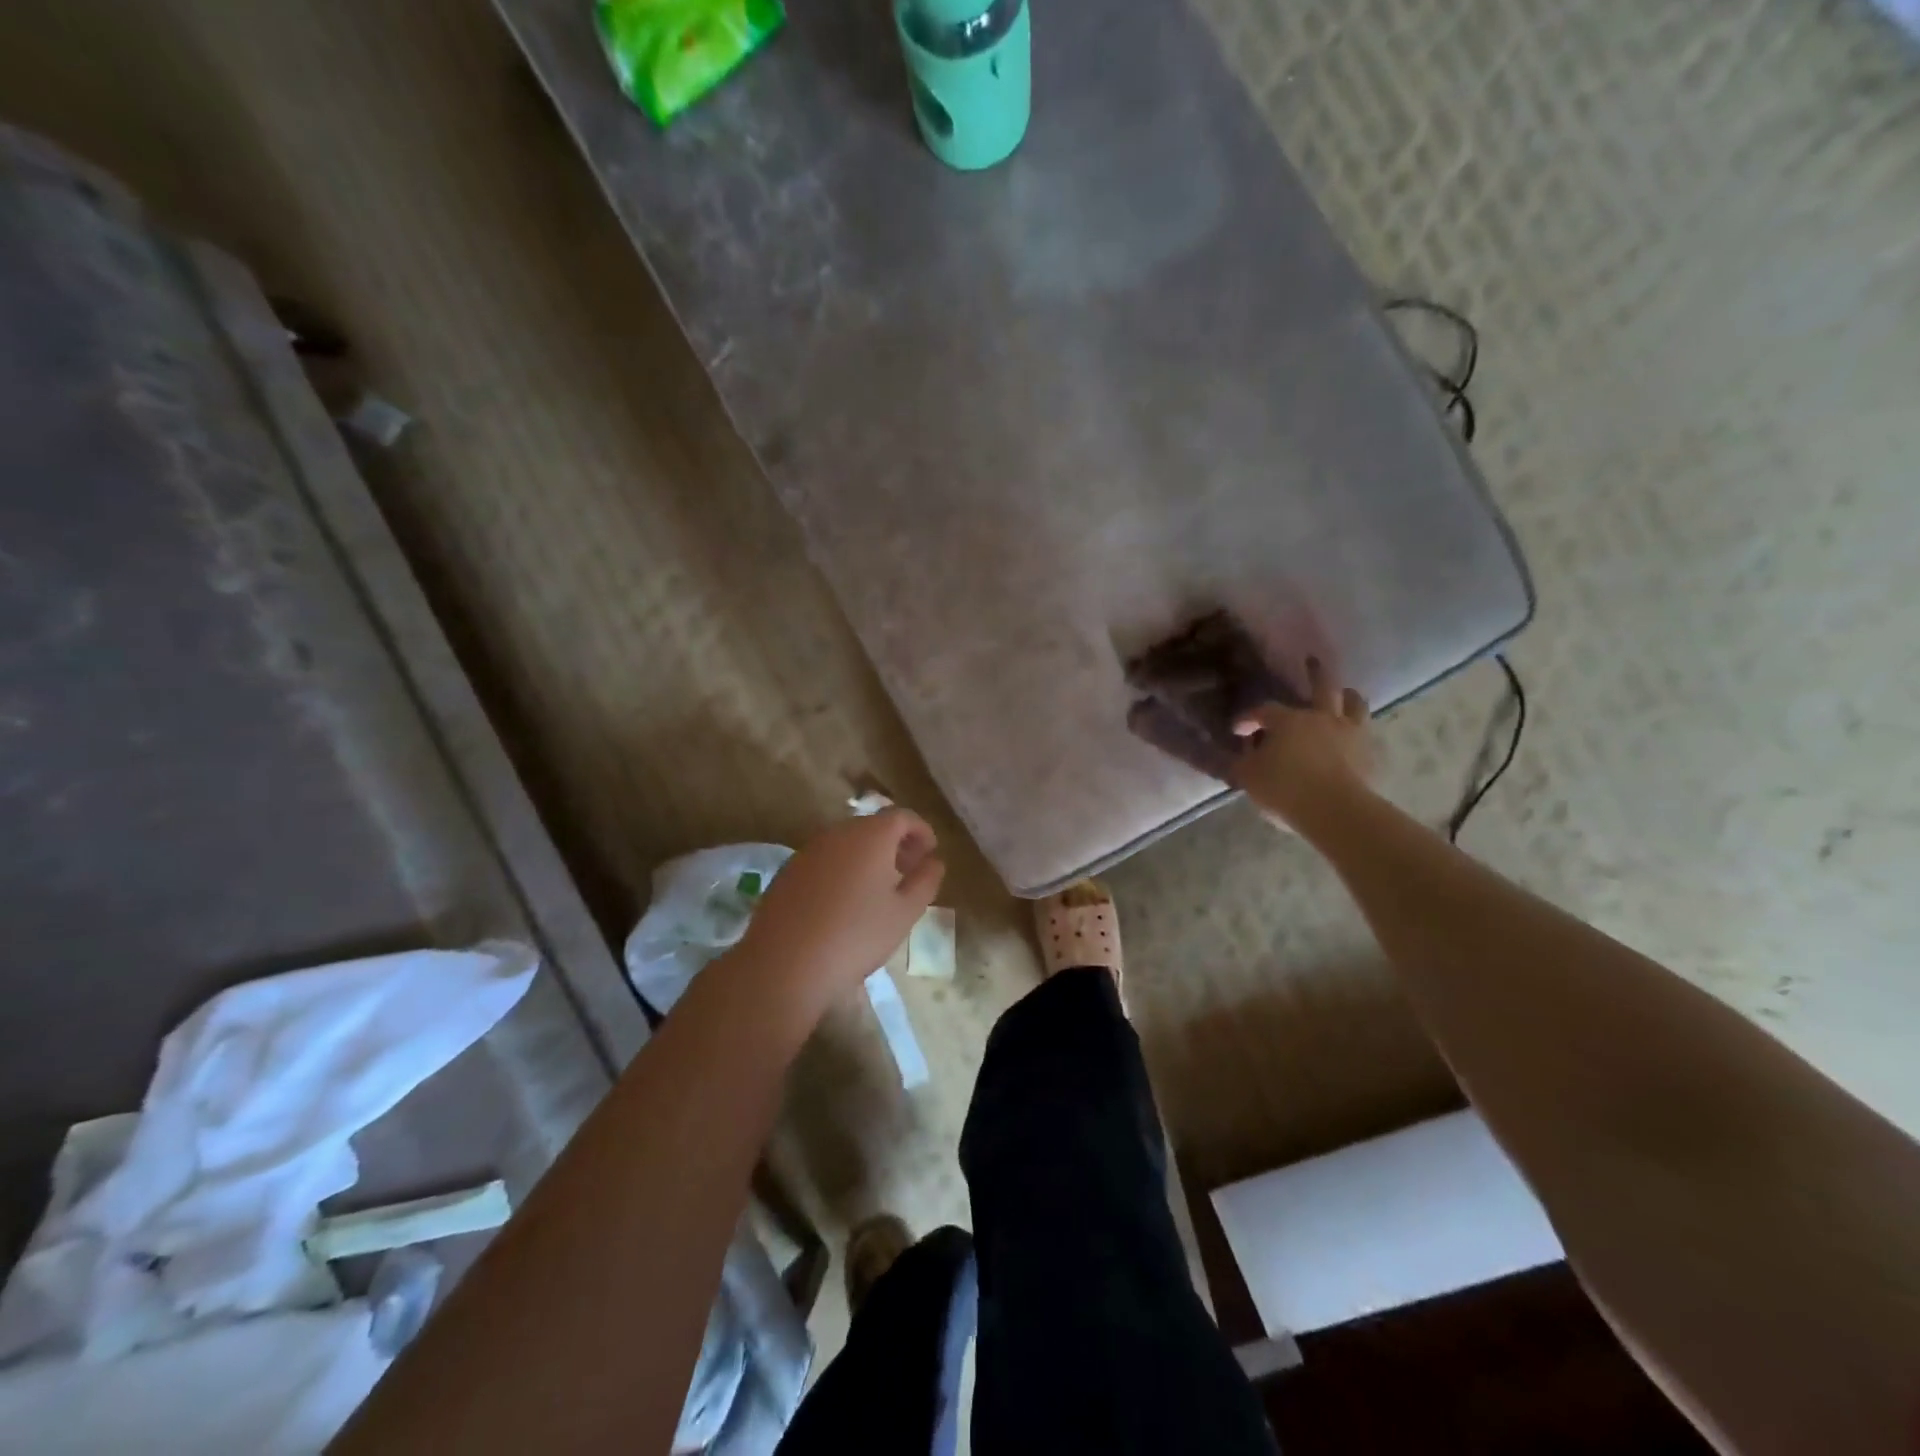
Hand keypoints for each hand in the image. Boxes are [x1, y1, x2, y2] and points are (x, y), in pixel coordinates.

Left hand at [735, 808, 945, 1018]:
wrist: (784, 964)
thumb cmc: (856, 936)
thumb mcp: (904, 913)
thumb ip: (926, 881)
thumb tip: (934, 861)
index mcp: (870, 836)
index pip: (902, 817)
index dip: (921, 831)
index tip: (931, 853)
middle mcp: (838, 833)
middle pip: (873, 826)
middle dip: (895, 843)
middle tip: (908, 871)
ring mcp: (808, 850)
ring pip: (847, 843)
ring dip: (868, 856)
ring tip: (879, 888)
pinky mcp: (788, 871)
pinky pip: (825, 859)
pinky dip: (842, 868)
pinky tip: (844, 901)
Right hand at [1232, 657, 1374, 831]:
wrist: (1335, 812)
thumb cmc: (1285, 789)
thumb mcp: (1248, 777)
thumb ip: (1240, 763)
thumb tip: (1236, 755)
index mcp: (1289, 720)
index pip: (1264, 711)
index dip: (1248, 718)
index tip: (1238, 730)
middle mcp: (1322, 718)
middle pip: (1322, 687)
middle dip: (1315, 673)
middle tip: (1312, 661)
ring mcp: (1351, 734)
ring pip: (1354, 704)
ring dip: (1347, 696)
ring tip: (1345, 693)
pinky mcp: (1369, 755)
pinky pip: (1366, 735)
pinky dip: (1358, 732)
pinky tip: (1354, 738)